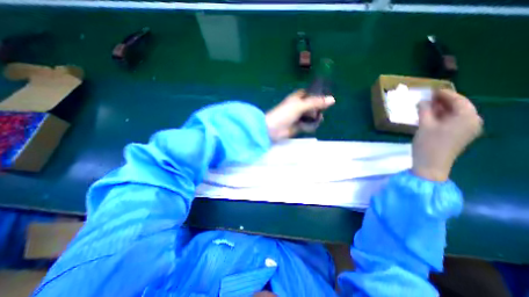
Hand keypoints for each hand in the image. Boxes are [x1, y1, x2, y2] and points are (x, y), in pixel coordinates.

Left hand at [264, 88, 333, 141]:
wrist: (273, 129)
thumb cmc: (284, 114)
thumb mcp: (300, 106)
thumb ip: (315, 102)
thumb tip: (332, 99)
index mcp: (297, 98)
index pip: (310, 93)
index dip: (317, 94)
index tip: (325, 99)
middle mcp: (298, 106)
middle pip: (312, 105)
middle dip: (317, 109)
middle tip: (319, 112)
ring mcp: (298, 117)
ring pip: (311, 116)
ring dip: (315, 118)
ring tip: (316, 120)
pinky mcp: (298, 126)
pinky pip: (308, 125)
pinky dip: (310, 126)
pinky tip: (310, 127)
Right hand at [413, 88, 482, 180]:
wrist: (431, 165)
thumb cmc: (428, 144)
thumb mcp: (424, 125)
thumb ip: (425, 110)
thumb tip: (423, 101)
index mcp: (467, 117)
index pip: (458, 100)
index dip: (444, 94)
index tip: (431, 90)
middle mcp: (473, 122)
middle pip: (459, 106)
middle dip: (443, 101)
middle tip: (428, 97)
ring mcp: (468, 130)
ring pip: (456, 114)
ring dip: (442, 109)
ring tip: (427, 106)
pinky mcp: (460, 136)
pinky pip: (454, 121)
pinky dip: (443, 116)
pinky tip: (431, 116)